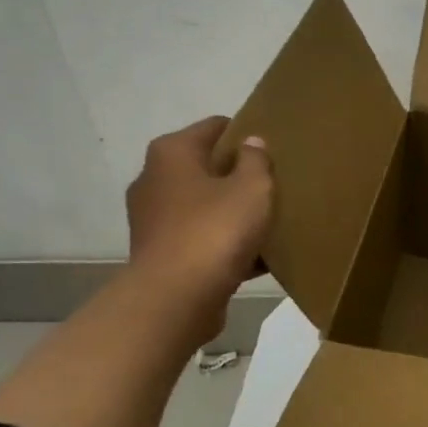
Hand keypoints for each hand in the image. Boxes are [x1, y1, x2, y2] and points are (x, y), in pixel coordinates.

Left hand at [124, 117, 273, 334]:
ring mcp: (154, 219)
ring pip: (204, 207)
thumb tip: (251, 143)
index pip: (215, 127)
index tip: (273, 150)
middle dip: (238, 176)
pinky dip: (224, 244)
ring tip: (268, 223)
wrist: (176, 299)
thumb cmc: (215, 232)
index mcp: (172, 153)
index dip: (245, 134)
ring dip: (232, 213)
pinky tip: (256, 258)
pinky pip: (201, 239)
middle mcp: (154, 179)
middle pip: (206, 168)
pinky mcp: (161, 254)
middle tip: (274, 186)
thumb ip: (256, 161)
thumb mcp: (252, 189)